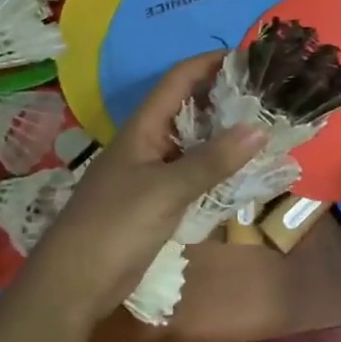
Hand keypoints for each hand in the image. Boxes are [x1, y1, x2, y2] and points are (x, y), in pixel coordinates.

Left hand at [25, 54, 262, 324]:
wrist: (74, 284)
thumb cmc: (115, 225)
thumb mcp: (167, 190)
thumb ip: (213, 160)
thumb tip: (260, 128)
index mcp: (143, 127)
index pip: (179, 79)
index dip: (210, 62)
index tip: (249, 57)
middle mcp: (148, 141)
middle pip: (188, 106)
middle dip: (224, 96)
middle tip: (267, 94)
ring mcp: (151, 171)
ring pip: (193, 141)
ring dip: (224, 133)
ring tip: (264, 126)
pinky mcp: (156, 200)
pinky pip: (192, 172)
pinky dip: (217, 166)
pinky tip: (242, 170)